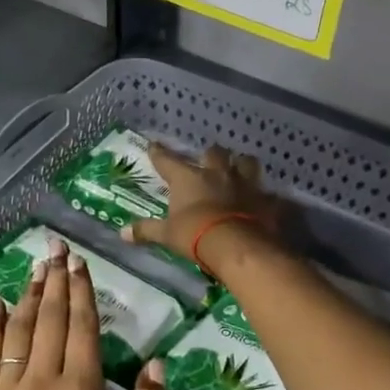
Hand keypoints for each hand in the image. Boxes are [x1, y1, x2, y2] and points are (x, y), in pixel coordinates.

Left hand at [0, 236, 168, 389]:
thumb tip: (159, 363)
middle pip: (52, 319)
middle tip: (58, 248)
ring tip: (36, 267)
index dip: (83, 291)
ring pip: (21, 330)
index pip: (82, 327)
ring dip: (30, 295)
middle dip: (57, 281)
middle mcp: (43, 380)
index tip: (81, 262)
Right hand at [121, 143, 283, 263]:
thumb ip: (146, 230)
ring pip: (246, 163)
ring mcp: (244, 184)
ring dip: (242, 165)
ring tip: (240, 169)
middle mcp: (216, 174)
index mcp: (188, 178)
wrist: (237, 245)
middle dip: (210, 154)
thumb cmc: (195, 235)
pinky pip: (269, 194)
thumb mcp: (167, 235)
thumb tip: (121, 233)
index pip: (168, 160)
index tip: (153, 145)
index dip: (159, 153)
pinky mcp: (265, 200)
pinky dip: (267, 198)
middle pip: (214, 152)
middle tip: (208, 159)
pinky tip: (266, 202)